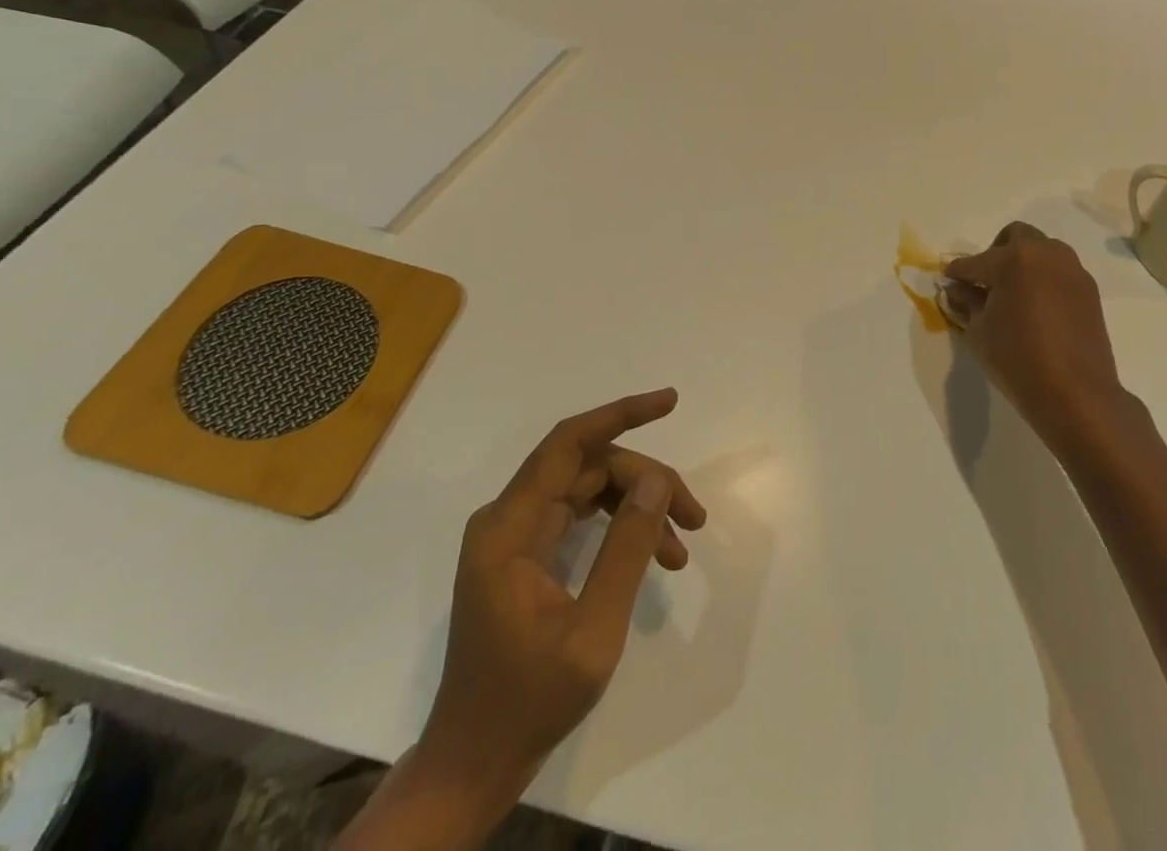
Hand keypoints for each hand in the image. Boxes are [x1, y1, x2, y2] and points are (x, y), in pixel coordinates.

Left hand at [417, 388, 706, 795]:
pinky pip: (580, 516)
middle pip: (588, 468)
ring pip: (588, 489)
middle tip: (694, 516)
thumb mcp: (592, 630)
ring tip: (683, 543)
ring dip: (637, 505)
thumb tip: (656, 480)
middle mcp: (508, 518)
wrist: (473, 764)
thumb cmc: (528, 700)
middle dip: (645, 480)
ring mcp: (515, 536)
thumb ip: (626, 549)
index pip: (569, 443)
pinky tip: (655, 554)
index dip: (620, 414)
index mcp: (509, 526)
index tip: (669, 402)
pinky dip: (620, 527)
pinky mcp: (525, 555)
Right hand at [943, 223, 1136, 455]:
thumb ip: (966, 302)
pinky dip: (1044, 280)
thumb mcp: (979, 331)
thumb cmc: (1017, 358)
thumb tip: (957, 289)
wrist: (1076, 394)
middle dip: (995, 253)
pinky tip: (1036, 309)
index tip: (948, 280)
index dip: (957, 272)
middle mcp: (1046, 254)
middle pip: (1015, 237)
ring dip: (1024, 263)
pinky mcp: (1089, 291)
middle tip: (985, 282)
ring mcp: (1072, 270)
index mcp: (1014, 258)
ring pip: (1042, 251)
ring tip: (1013, 295)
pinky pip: (1060, 272)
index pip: (975, 262)